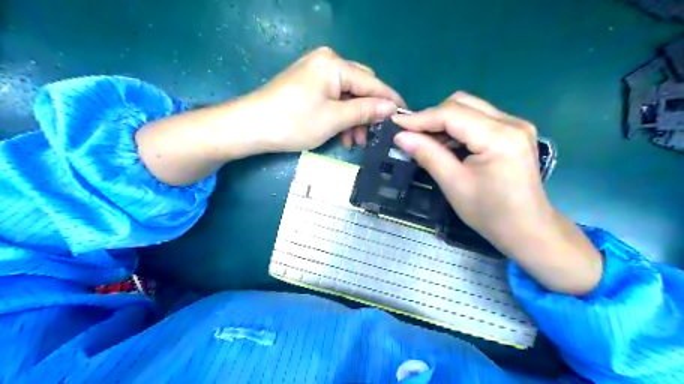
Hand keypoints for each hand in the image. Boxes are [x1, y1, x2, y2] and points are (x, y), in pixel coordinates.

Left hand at [247, 48, 401, 153]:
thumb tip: (391, 108)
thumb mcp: (334, 118)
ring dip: (354, 118)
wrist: (251, 127)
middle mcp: (327, 61)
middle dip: (368, 112)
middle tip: (374, 135)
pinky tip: (343, 135)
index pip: (372, 82)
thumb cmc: (294, 122)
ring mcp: (316, 73)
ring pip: (347, 96)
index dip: (389, 100)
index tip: (405, 116)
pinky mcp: (308, 85)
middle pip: (360, 86)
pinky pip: (333, 98)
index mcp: (334, 64)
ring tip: (355, 142)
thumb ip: (365, 111)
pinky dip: (340, 116)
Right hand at [393, 91, 600, 293]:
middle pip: (462, 103)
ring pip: (470, 108)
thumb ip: (428, 155)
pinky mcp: (514, 132)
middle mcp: (511, 122)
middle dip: (432, 116)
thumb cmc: (490, 213)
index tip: (395, 123)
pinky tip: (447, 144)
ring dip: (444, 121)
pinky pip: (479, 119)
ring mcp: (515, 125)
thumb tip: (400, 137)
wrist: (528, 229)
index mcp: (499, 137)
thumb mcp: (454, 184)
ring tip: (425, 141)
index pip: (452, 114)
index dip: (420, 118)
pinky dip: (458, 127)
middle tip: (411, 134)